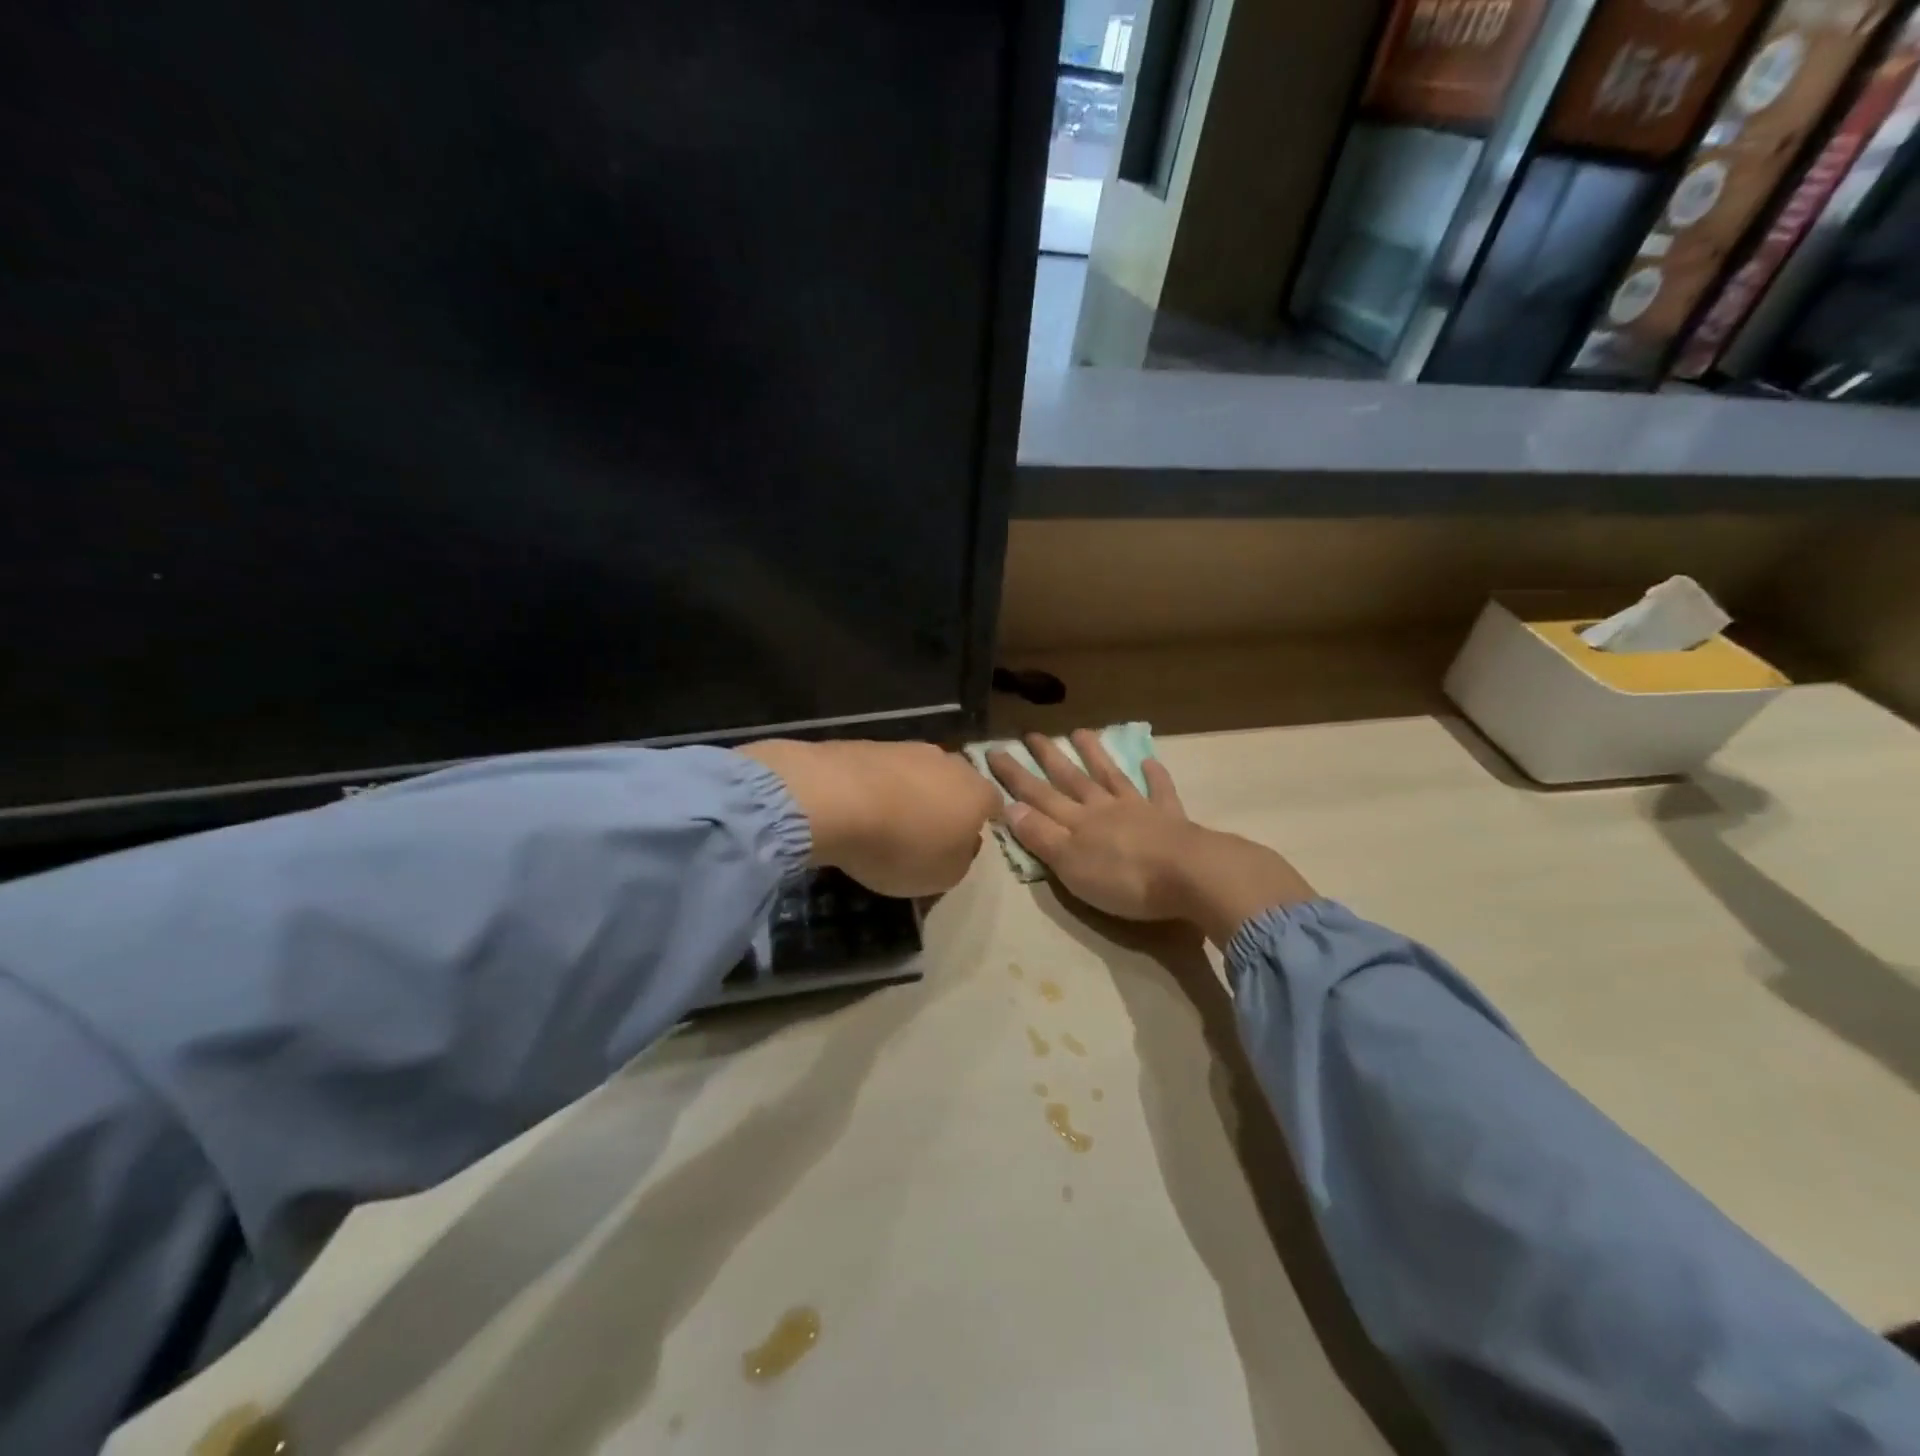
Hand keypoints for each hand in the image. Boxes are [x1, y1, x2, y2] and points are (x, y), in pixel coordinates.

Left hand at [738, 739, 998, 897]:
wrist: (837, 799)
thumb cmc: (902, 846)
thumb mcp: (943, 876)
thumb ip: (961, 859)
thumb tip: (962, 843)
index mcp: (977, 793)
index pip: (994, 804)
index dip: (983, 822)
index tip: (967, 841)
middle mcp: (950, 763)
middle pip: (957, 783)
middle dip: (947, 804)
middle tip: (928, 832)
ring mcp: (909, 748)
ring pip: (921, 773)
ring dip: (912, 793)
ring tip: (889, 821)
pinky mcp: (870, 744)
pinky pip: (885, 771)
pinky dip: (879, 787)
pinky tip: (861, 808)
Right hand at [987, 730, 1313, 944]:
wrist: (1189, 875)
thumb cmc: (1124, 879)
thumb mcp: (1070, 864)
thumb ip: (1041, 836)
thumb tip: (1009, 807)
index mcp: (1077, 822)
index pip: (1037, 795)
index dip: (1014, 775)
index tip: (993, 750)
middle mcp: (1103, 808)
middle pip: (1071, 779)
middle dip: (1049, 757)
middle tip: (1031, 733)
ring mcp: (1139, 809)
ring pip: (1111, 776)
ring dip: (1095, 755)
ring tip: (1081, 732)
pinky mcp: (1171, 819)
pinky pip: (1161, 791)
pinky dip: (1155, 776)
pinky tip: (1150, 761)